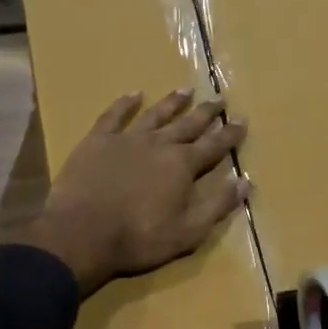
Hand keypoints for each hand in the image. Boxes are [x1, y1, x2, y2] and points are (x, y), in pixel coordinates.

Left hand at [19, 88, 248, 295]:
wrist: (82, 232)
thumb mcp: (188, 232)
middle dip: (206, 112)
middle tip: (220, 97)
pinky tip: (134, 94)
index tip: (242, 120)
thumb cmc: (139, 238)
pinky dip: (125, 104)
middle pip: (188, 123)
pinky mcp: (97, 141)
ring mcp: (126, 139)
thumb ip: (217, 205)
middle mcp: (159, 144)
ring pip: (155, 114)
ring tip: (185, 90)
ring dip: (172, 102)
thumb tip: (245, 182)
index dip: (230, 134)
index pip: (214, 145)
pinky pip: (114, 115)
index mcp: (183, 165)